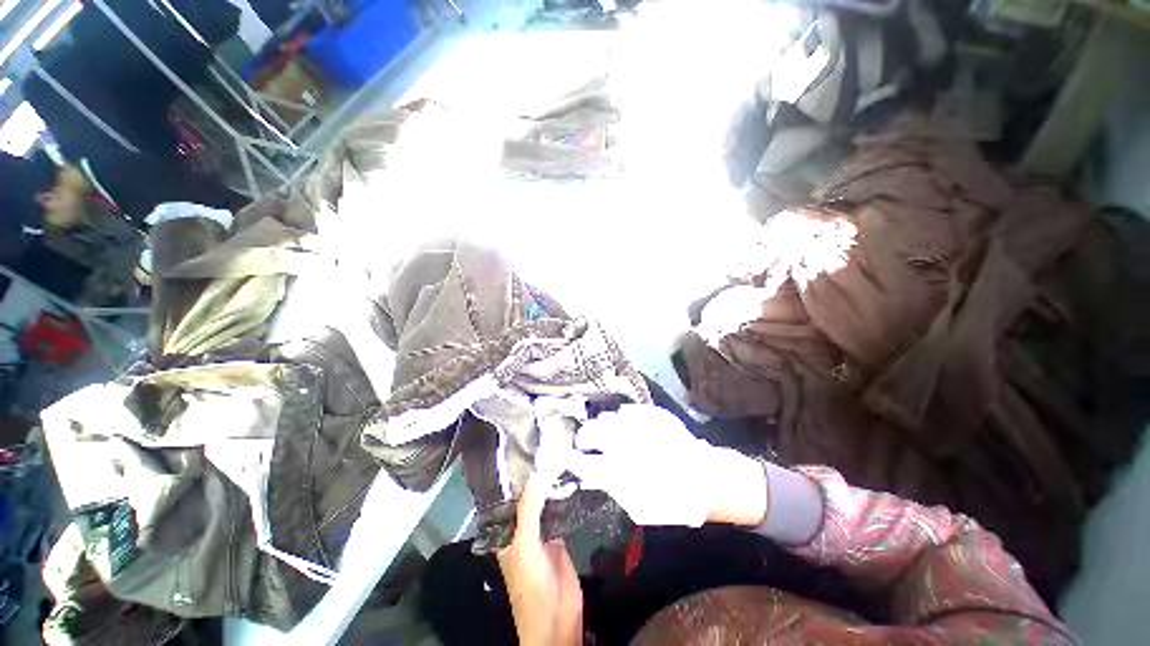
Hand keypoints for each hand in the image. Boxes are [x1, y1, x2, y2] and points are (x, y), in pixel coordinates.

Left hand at [497, 467, 582, 645]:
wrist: (558, 618)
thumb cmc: (531, 585)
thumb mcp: (526, 545)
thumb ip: (529, 511)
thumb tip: (534, 475)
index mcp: (506, 533)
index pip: (508, 499)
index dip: (516, 478)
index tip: (526, 451)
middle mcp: (521, 530)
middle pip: (527, 500)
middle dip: (535, 479)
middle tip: (547, 449)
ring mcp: (541, 534)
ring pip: (543, 505)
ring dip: (550, 488)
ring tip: (559, 458)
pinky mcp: (559, 538)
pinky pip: (559, 514)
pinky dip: (563, 500)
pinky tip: (570, 482)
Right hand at [569, 404, 768, 527]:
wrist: (707, 479)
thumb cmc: (673, 501)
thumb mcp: (639, 508)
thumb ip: (612, 489)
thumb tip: (590, 478)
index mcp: (617, 471)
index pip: (584, 462)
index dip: (574, 459)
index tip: (572, 457)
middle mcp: (623, 443)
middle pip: (591, 432)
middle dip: (584, 436)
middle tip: (586, 441)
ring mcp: (636, 425)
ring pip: (607, 418)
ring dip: (602, 425)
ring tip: (605, 432)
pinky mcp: (650, 414)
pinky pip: (627, 410)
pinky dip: (621, 417)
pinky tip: (624, 424)